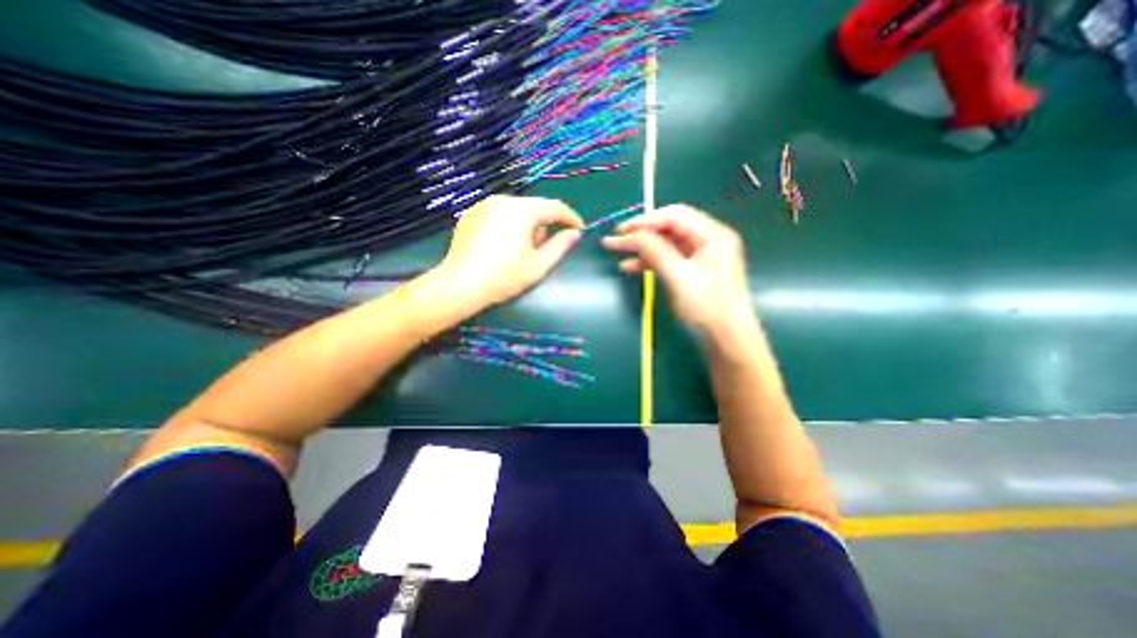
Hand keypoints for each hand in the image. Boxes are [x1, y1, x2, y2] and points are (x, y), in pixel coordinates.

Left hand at [436, 195, 584, 308]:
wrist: (460, 285)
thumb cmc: (504, 277)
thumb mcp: (539, 265)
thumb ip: (561, 246)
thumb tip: (575, 233)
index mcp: (522, 210)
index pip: (555, 207)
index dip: (570, 217)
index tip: (579, 229)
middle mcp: (503, 199)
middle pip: (534, 208)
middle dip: (543, 226)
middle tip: (541, 250)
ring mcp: (483, 205)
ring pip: (516, 210)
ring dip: (525, 226)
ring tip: (518, 251)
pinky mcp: (470, 214)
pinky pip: (498, 214)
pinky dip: (507, 225)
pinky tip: (500, 247)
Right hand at [604, 206, 752, 341]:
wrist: (726, 340)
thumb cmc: (707, 308)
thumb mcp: (679, 277)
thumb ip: (655, 251)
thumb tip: (630, 234)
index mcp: (713, 235)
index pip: (675, 216)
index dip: (645, 220)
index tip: (620, 231)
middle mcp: (709, 239)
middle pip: (670, 227)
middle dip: (642, 232)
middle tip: (617, 239)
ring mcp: (702, 256)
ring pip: (667, 243)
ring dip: (643, 247)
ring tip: (617, 251)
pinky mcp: (694, 270)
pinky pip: (669, 258)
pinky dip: (650, 261)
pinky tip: (630, 266)